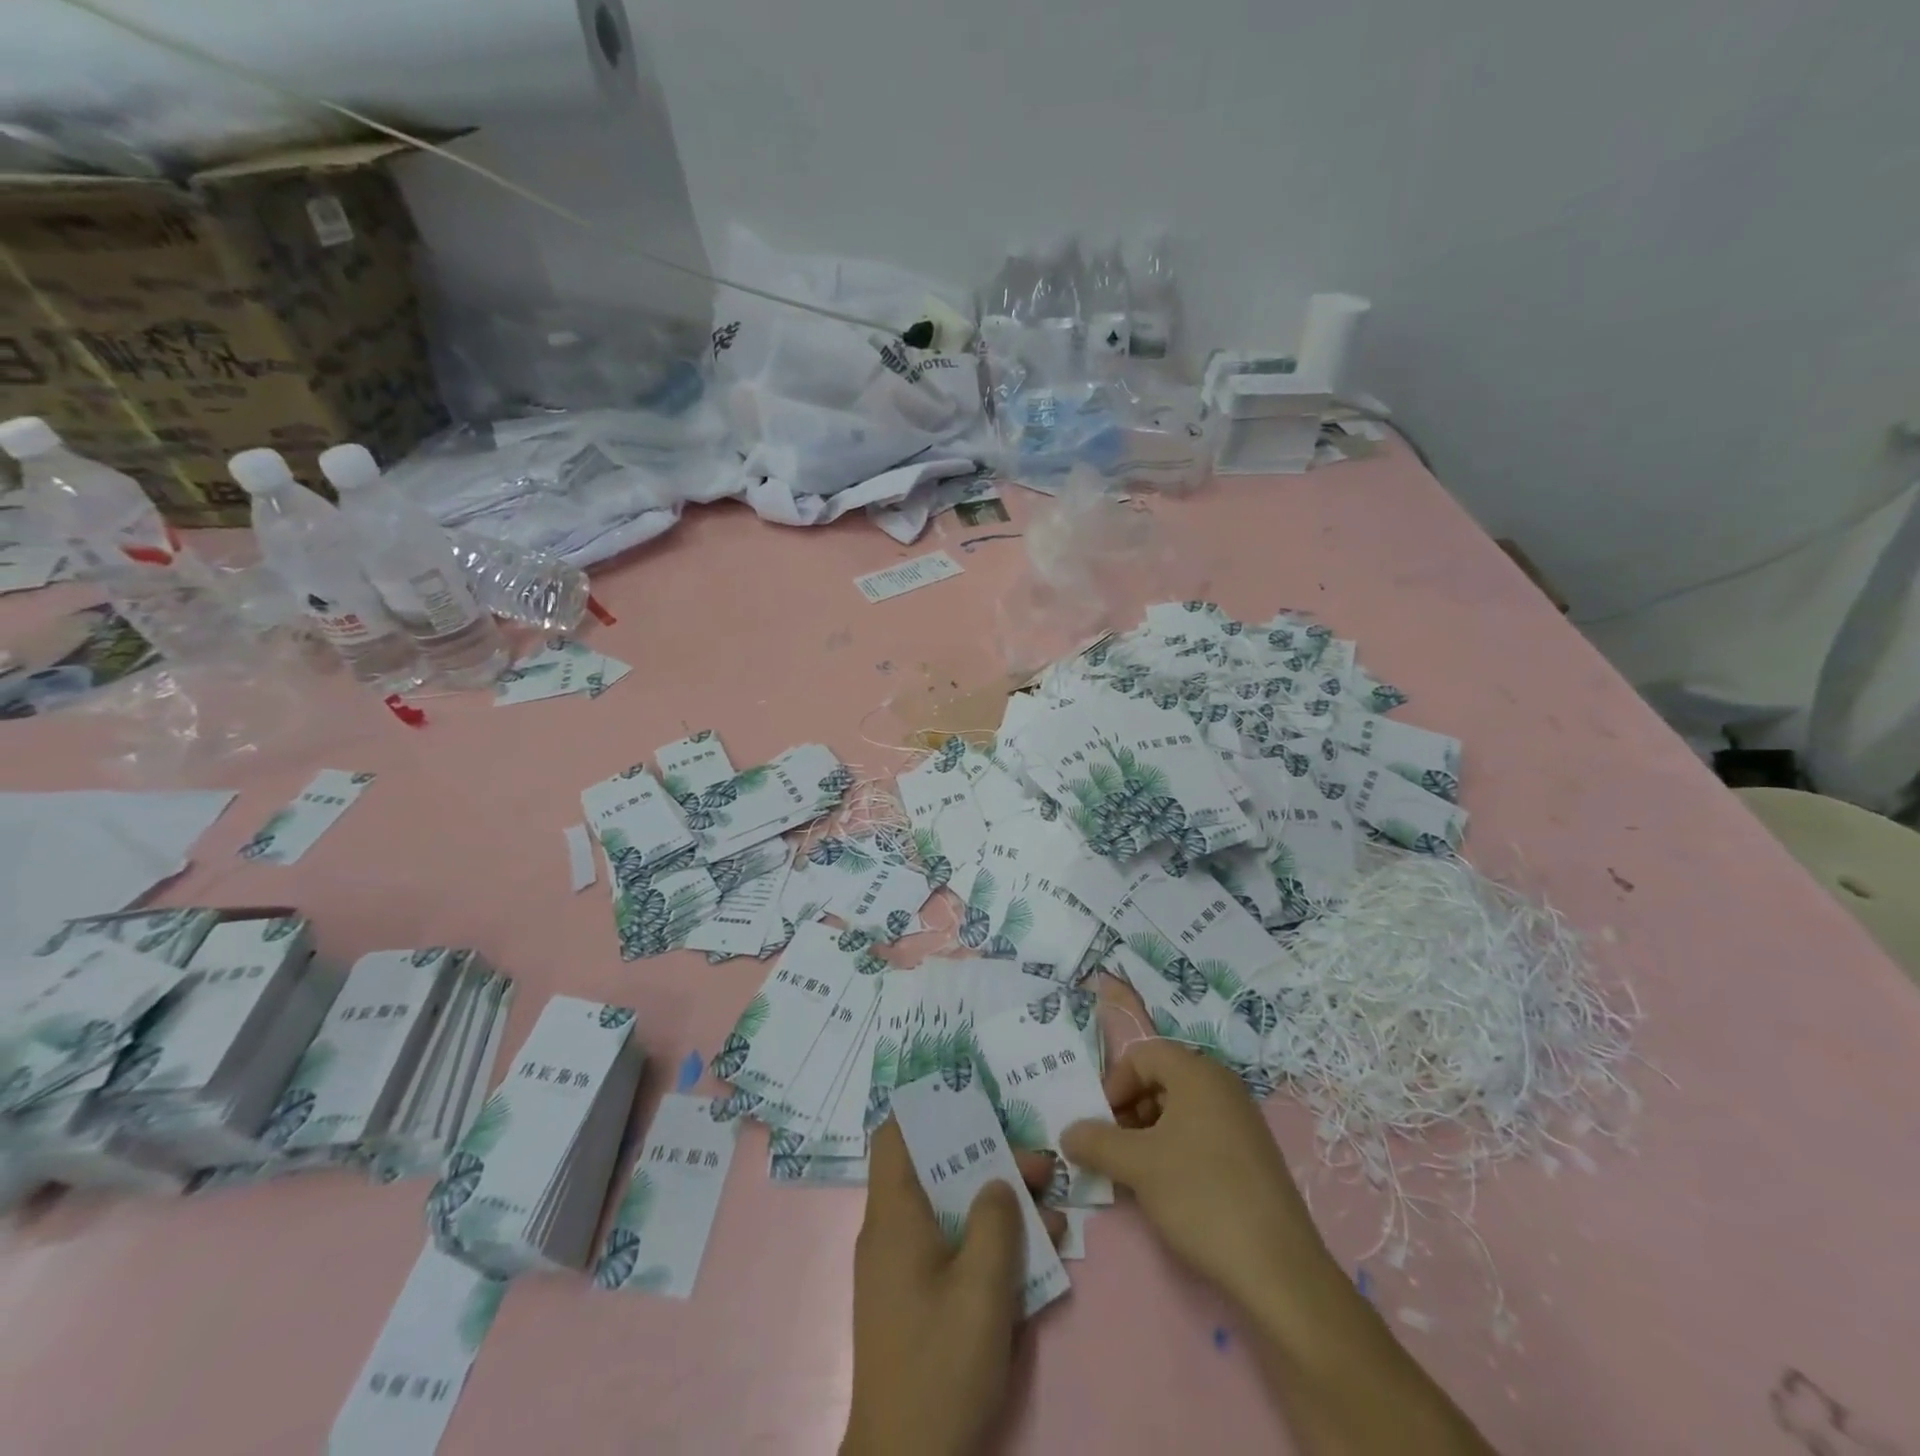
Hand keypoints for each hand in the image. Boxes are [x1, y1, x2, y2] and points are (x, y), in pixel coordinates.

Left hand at [842, 1119, 1064, 1455]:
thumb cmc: (940, 1366)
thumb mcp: (981, 1288)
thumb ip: (996, 1222)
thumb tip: (1000, 1181)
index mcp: (894, 1216)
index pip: (895, 1136)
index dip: (929, 1110)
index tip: (974, 1101)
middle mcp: (892, 1232)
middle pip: (937, 1171)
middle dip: (990, 1161)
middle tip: (1041, 1164)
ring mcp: (904, 1268)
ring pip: (951, 1212)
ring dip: (999, 1206)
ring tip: (1053, 1208)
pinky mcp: (918, 1300)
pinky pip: (953, 1250)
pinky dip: (989, 1244)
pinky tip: (1038, 1253)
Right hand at [1060, 1039, 1332, 1311]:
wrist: (1278, 1270)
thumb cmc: (1201, 1196)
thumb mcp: (1137, 1166)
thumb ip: (1096, 1142)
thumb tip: (1067, 1133)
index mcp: (1198, 1073)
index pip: (1143, 1054)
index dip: (1114, 1083)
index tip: (1100, 1123)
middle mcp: (1223, 1086)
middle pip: (1162, 1079)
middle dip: (1129, 1109)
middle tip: (1114, 1148)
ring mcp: (1242, 1121)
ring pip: (1181, 1109)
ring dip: (1150, 1132)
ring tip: (1137, 1172)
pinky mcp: (1252, 1155)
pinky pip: (1202, 1133)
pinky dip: (1176, 1149)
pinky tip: (1169, 1189)